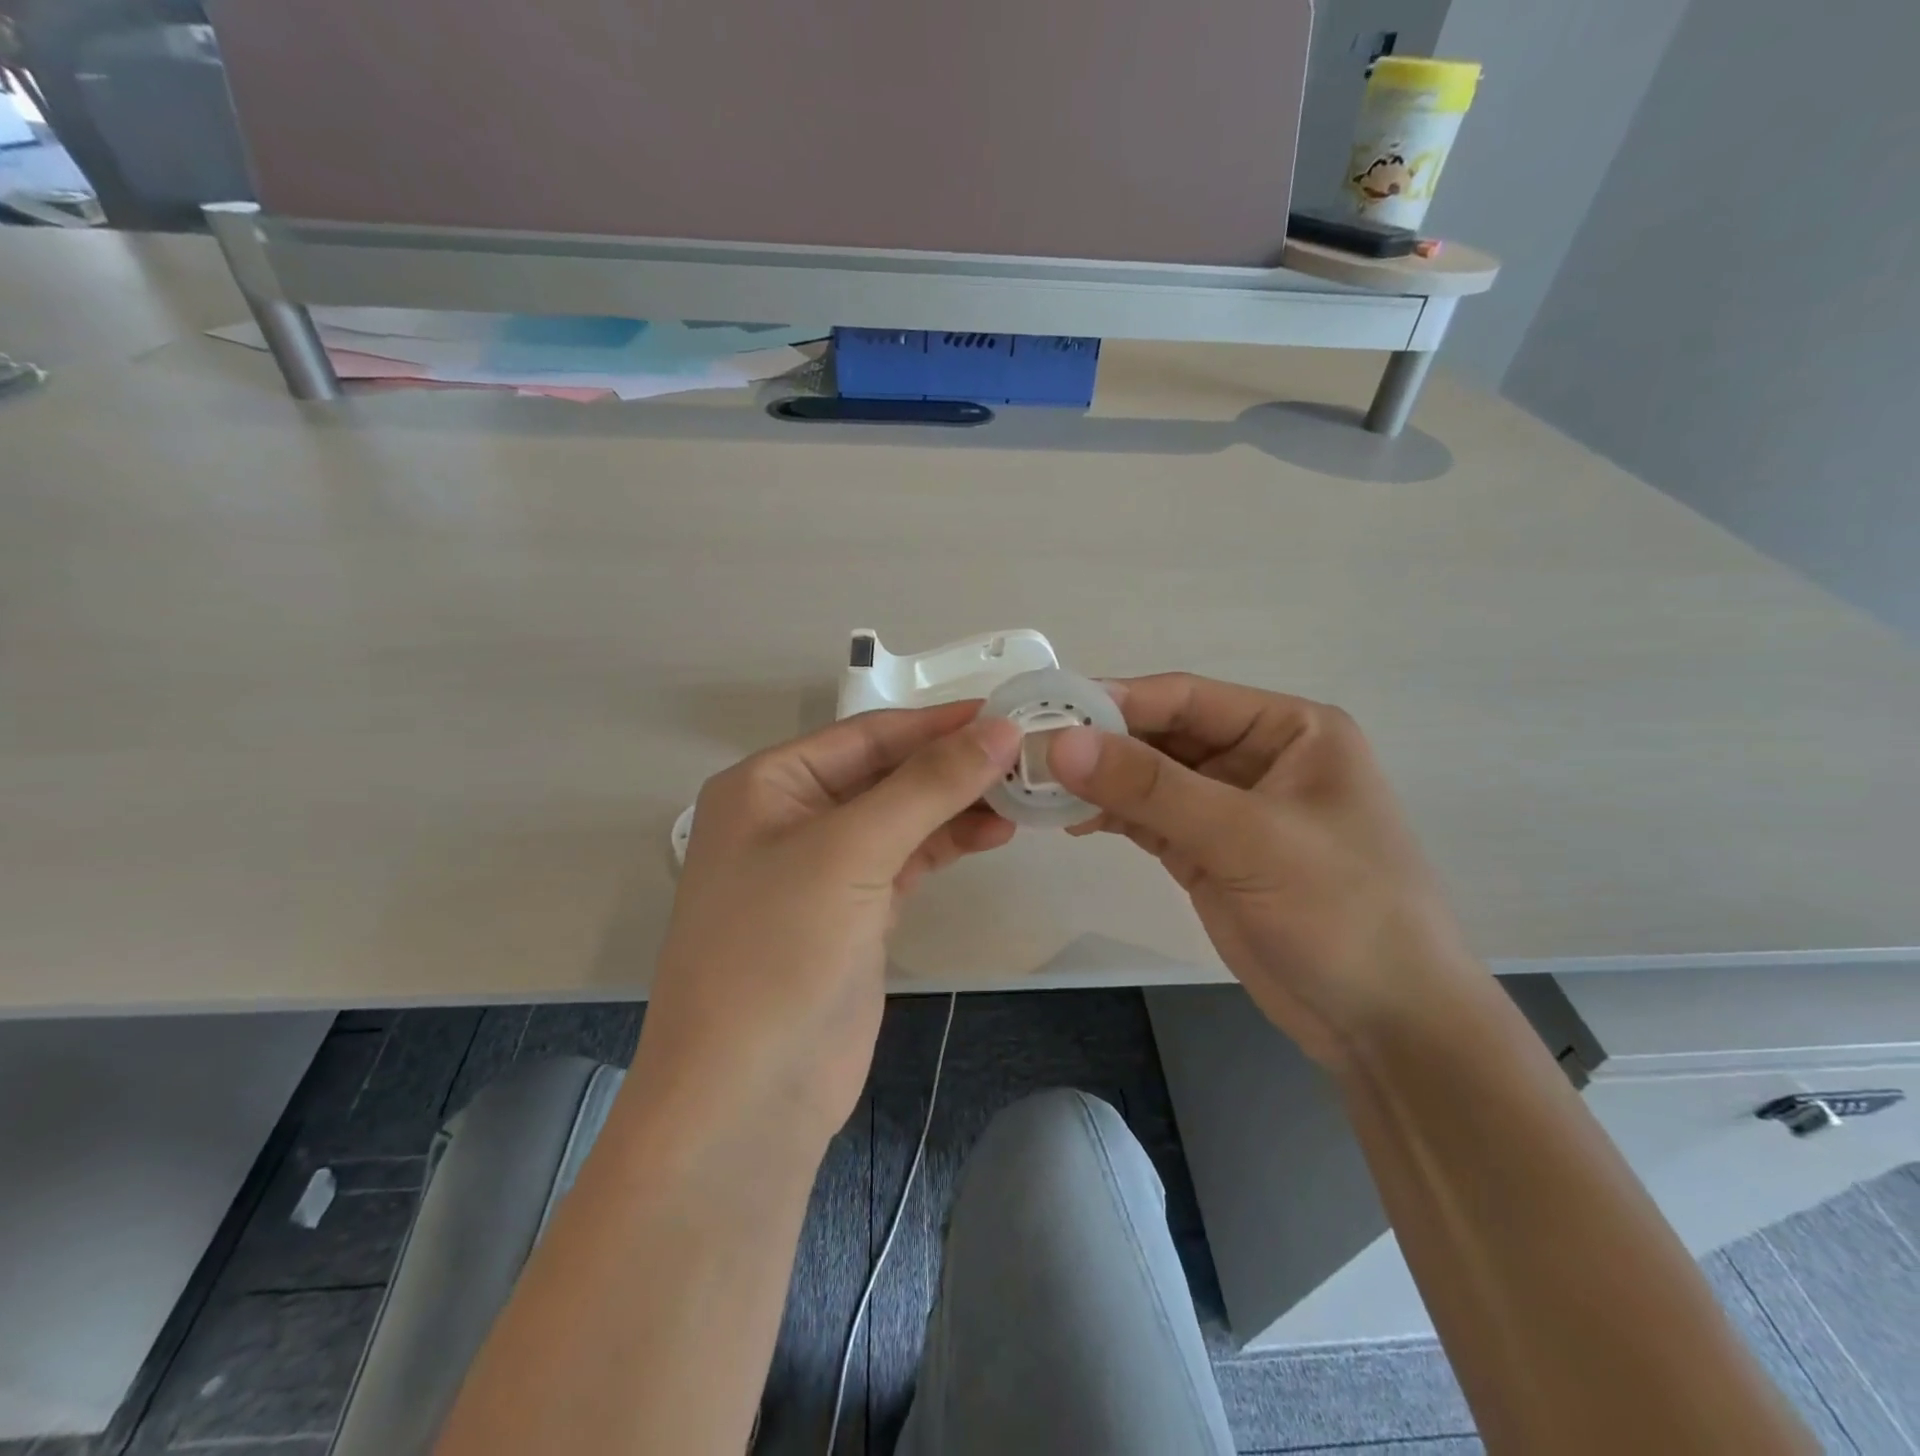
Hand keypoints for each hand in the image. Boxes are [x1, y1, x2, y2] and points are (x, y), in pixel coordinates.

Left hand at [637, 702, 1021, 1146]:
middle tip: (1027, 755)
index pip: (866, 734)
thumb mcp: (851, 852)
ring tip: (1022, 794)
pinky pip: (908, 860)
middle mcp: (792, 816)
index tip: (1007, 712)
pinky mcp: (854, 913)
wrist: (747, 1098)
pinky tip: (993, 834)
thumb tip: (1000, 729)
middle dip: (952, 765)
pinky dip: (948, 844)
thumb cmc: (779, 953)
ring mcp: (824, 869)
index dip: (937, 723)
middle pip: (886, 773)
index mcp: (768, 784)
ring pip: (902, 817)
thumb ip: (928, 786)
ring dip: (957, 805)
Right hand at [1048, 674, 1482, 1068]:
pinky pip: (1150, 820)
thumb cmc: (1341, 912)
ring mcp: (1231, 808)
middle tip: (1031, 755)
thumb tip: (1062, 744)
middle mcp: (1258, 758)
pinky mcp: (1209, 853)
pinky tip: (1071, 822)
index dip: (1117, 701)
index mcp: (1289, 729)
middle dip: (1102, 745)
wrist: (1386, 1026)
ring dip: (1100, 783)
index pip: (1187, 697)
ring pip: (1150, 779)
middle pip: (1163, 735)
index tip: (1048, 712)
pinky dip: (1112, 817)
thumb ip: (1152, 789)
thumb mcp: (1247, 838)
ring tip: (1039, 790)